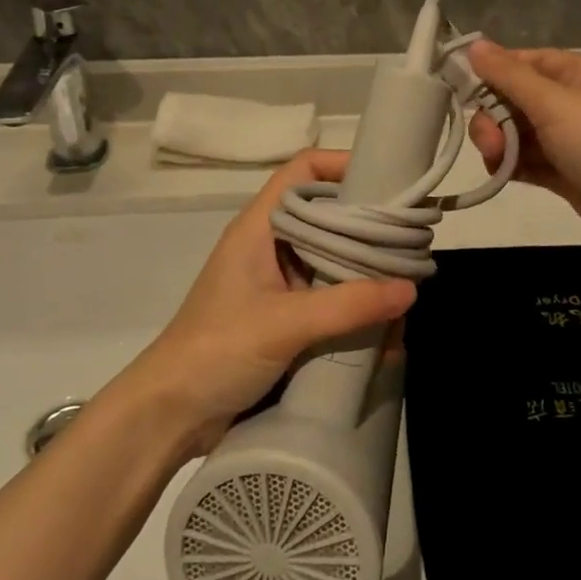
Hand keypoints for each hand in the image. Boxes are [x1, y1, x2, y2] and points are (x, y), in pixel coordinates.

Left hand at [126, 149, 415, 452]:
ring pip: (331, 257)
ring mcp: (278, 283)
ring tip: (406, 279)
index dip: (343, 164)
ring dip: (365, 269)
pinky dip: (355, 303)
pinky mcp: (285, 316)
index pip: (303, 171)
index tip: (387, 181)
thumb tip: (409, 289)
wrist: (169, 416)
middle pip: (326, 214)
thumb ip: (347, 305)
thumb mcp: (283, 324)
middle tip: (412, 235)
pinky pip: (329, 296)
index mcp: (260, 227)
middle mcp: (271, 246)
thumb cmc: (215, 351)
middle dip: (367, 223)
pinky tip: (383, 321)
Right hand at [466, 43, 580, 273]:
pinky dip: (514, 166)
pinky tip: (501, 174)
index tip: (460, 89)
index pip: (526, 61)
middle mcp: (578, 102)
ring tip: (498, 161)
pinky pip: (532, 163)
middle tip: (490, 141)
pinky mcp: (571, 177)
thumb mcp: (555, 102)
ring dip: (502, 144)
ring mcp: (575, 142)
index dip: (493, 72)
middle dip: (495, 116)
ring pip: (522, 133)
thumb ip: (510, 76)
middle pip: (519, 99)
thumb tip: (475, 44)